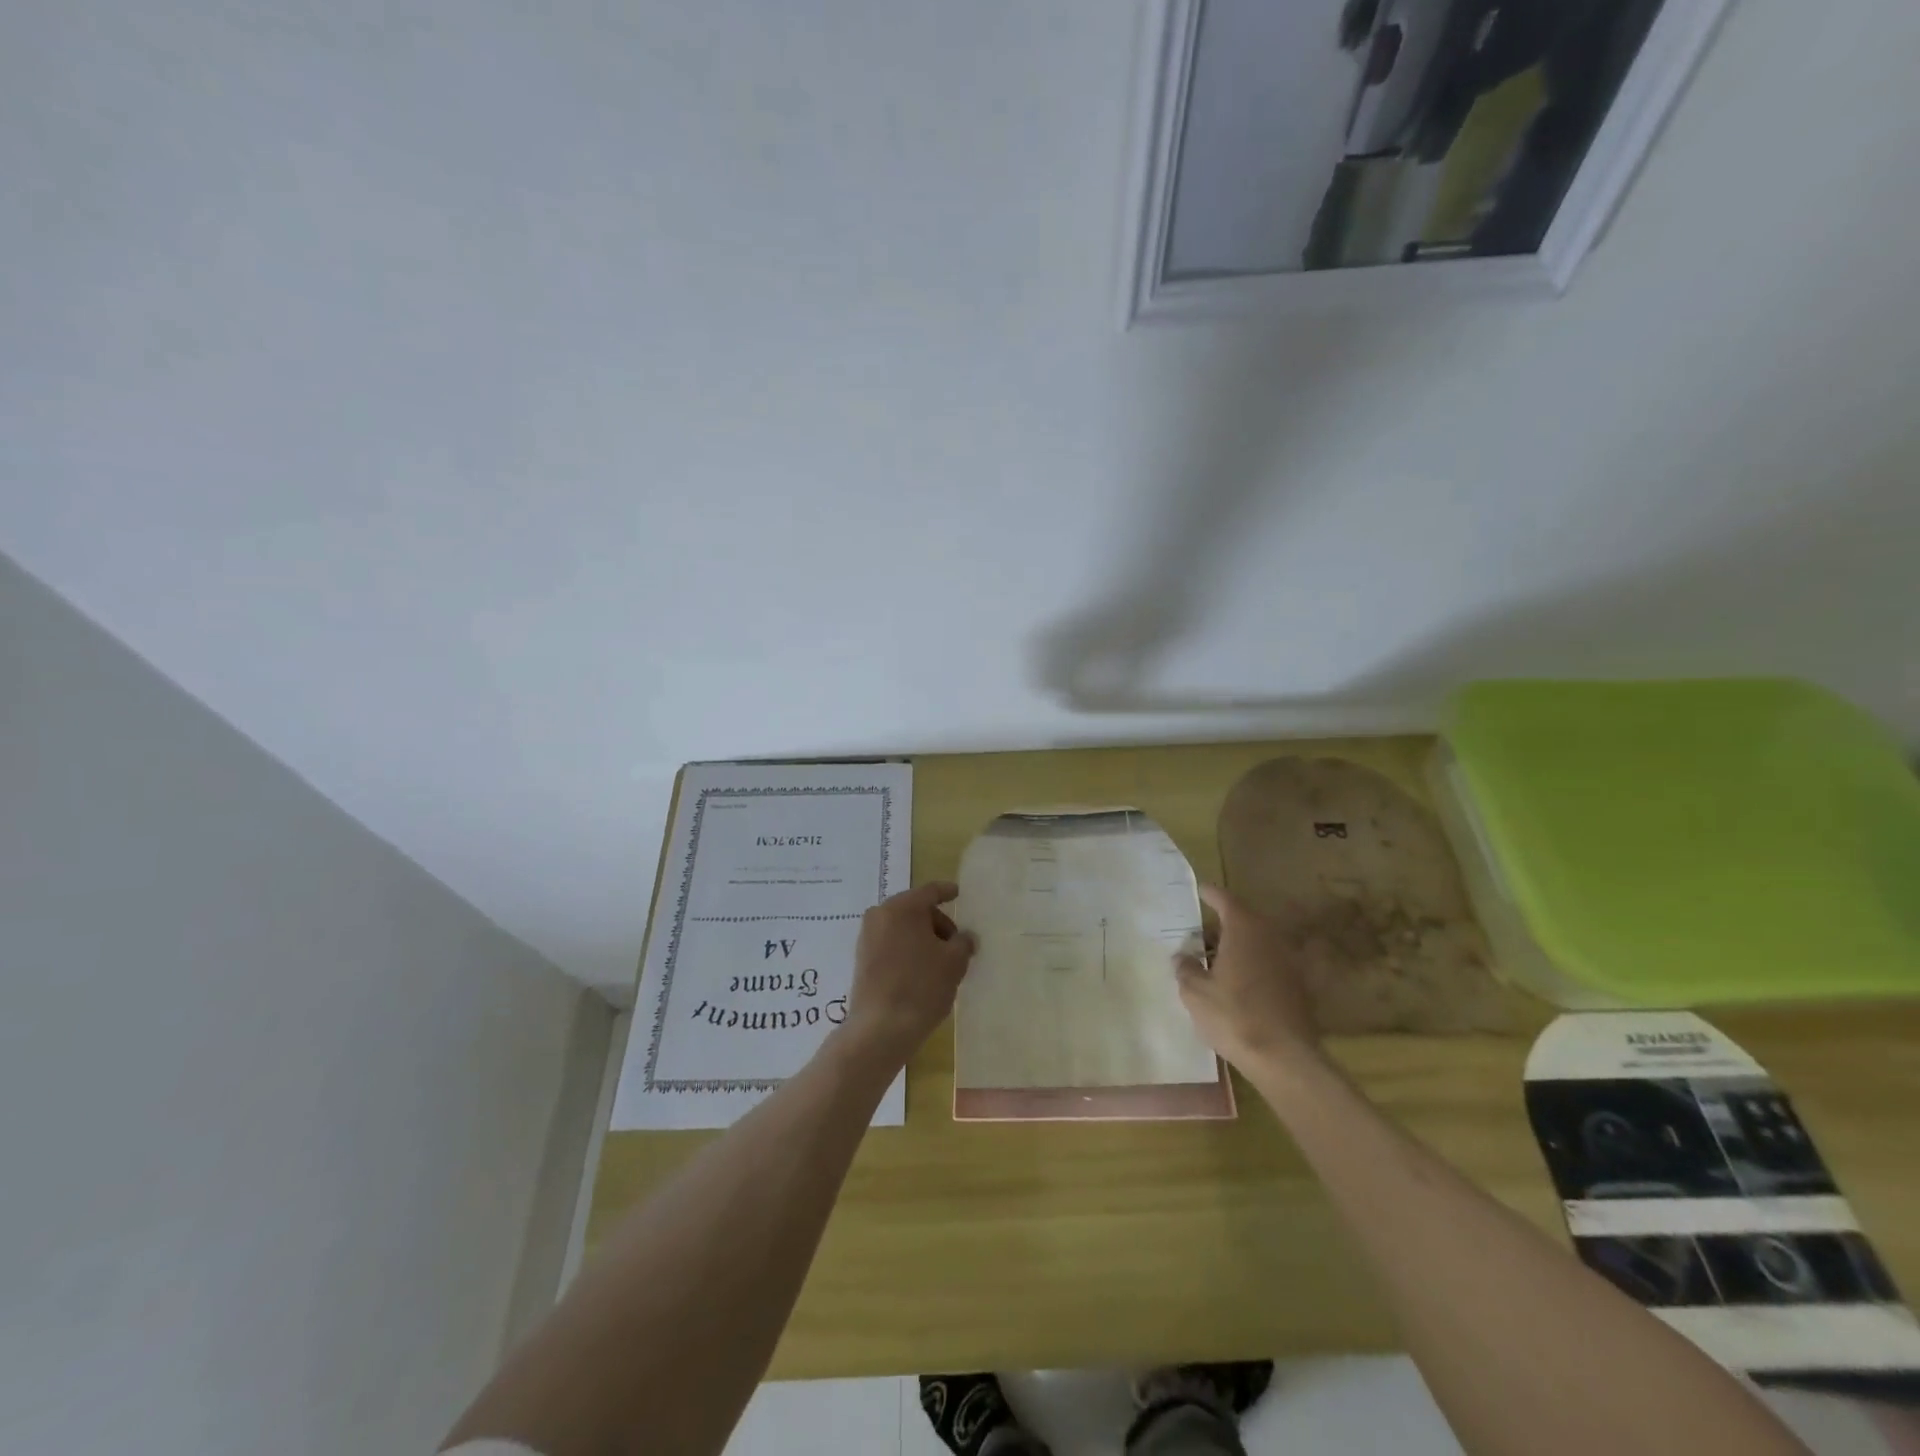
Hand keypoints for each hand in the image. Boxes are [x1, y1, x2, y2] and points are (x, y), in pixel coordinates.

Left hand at [841, 881, 975, 1064]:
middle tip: (956, 944)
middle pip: (915, 910)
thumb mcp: (954, 962)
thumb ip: (964, 942)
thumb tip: (965, 938)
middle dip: (938, 923)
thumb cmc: (922, 986)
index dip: (947, 892)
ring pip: (902, 928)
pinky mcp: (862, 959)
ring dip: (922, 938)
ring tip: (941, 962)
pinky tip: (922, 972)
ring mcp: (867, 937)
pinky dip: (908, 950)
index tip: (958, 893)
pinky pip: (891, 944)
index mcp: (902, 907)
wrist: (880, 1028)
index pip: (930, 891)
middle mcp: (880, 915)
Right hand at [1175, 884, 1320, 1070]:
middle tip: (1200, 932)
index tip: (1199, 890)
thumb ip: (1186, 968)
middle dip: (1222, 924)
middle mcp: (1270, 937)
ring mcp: (1288, 962)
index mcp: (1244, 930)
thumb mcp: (1195, 992)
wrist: (1284, 1058)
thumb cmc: (1234, 1016)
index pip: (1225, 900)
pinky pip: (1269, 964)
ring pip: (1258, 943)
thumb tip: (1182, 956)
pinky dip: (1252, 965)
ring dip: (1238, 946)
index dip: (1210, 894)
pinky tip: (1237, 982)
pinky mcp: (1298, 986)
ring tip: (1215, 959)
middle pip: (1244, 920)